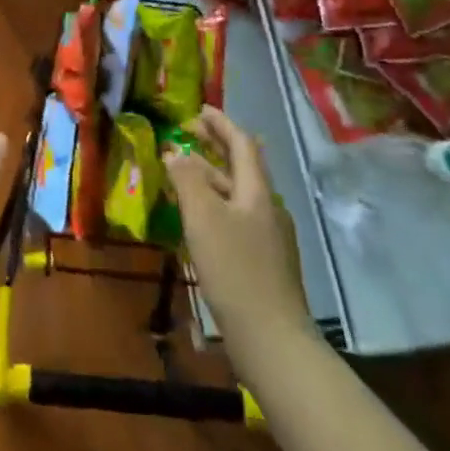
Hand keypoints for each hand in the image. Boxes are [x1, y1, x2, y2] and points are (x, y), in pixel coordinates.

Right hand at [164, 107, 312, 349]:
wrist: (273, 341)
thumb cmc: (236, 270)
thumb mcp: (203, 218)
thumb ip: (187, 180)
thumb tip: (176, 153)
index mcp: (257, 192)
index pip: (242, 144)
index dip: (221, 124)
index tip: (200, 109)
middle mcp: (268, 208)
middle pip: (242, 167)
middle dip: (216, 147)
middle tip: (190, 133)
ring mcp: (270, 238)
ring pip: (238, 195)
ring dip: (213, 177)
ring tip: (185, 174)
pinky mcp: (265, 265)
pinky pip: (237, 219)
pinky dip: (216, 206)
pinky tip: (199, 221)